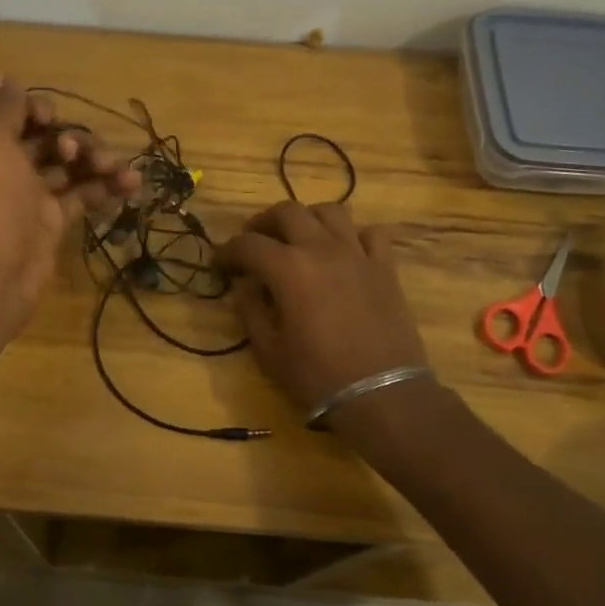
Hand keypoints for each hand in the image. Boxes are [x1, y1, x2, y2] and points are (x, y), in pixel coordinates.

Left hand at [0, 78, 140, 321]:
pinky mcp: (54, 221)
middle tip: (80, 154)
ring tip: (122, 172)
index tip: (52, 121)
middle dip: (76, 139)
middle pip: (50, 140)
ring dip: (99, 162)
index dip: (40, 112)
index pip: (19, 116)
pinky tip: (131, 186)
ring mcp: (32, 196)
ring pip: (71, 168)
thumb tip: (0, 76)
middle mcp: (8, 167)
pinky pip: (84, 195)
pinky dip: (106, 188)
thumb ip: (4, 109)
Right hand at [216, 201, 428, 413]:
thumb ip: (250, 310)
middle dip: (263, 223)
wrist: (381, 394)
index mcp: (288, 268)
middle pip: (287, 211)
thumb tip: (245, 285)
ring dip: (308, 219)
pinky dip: (354, 235)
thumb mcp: (268, 350)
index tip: (219, 263)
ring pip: (330, 211)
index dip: (227, 251)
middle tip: (254, 242)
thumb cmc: (317, 376)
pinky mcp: (385, 267)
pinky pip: (371, 233)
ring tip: (299, 238)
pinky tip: (345, 252)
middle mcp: (321, 248)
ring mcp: (357, 254)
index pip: (248, 244)